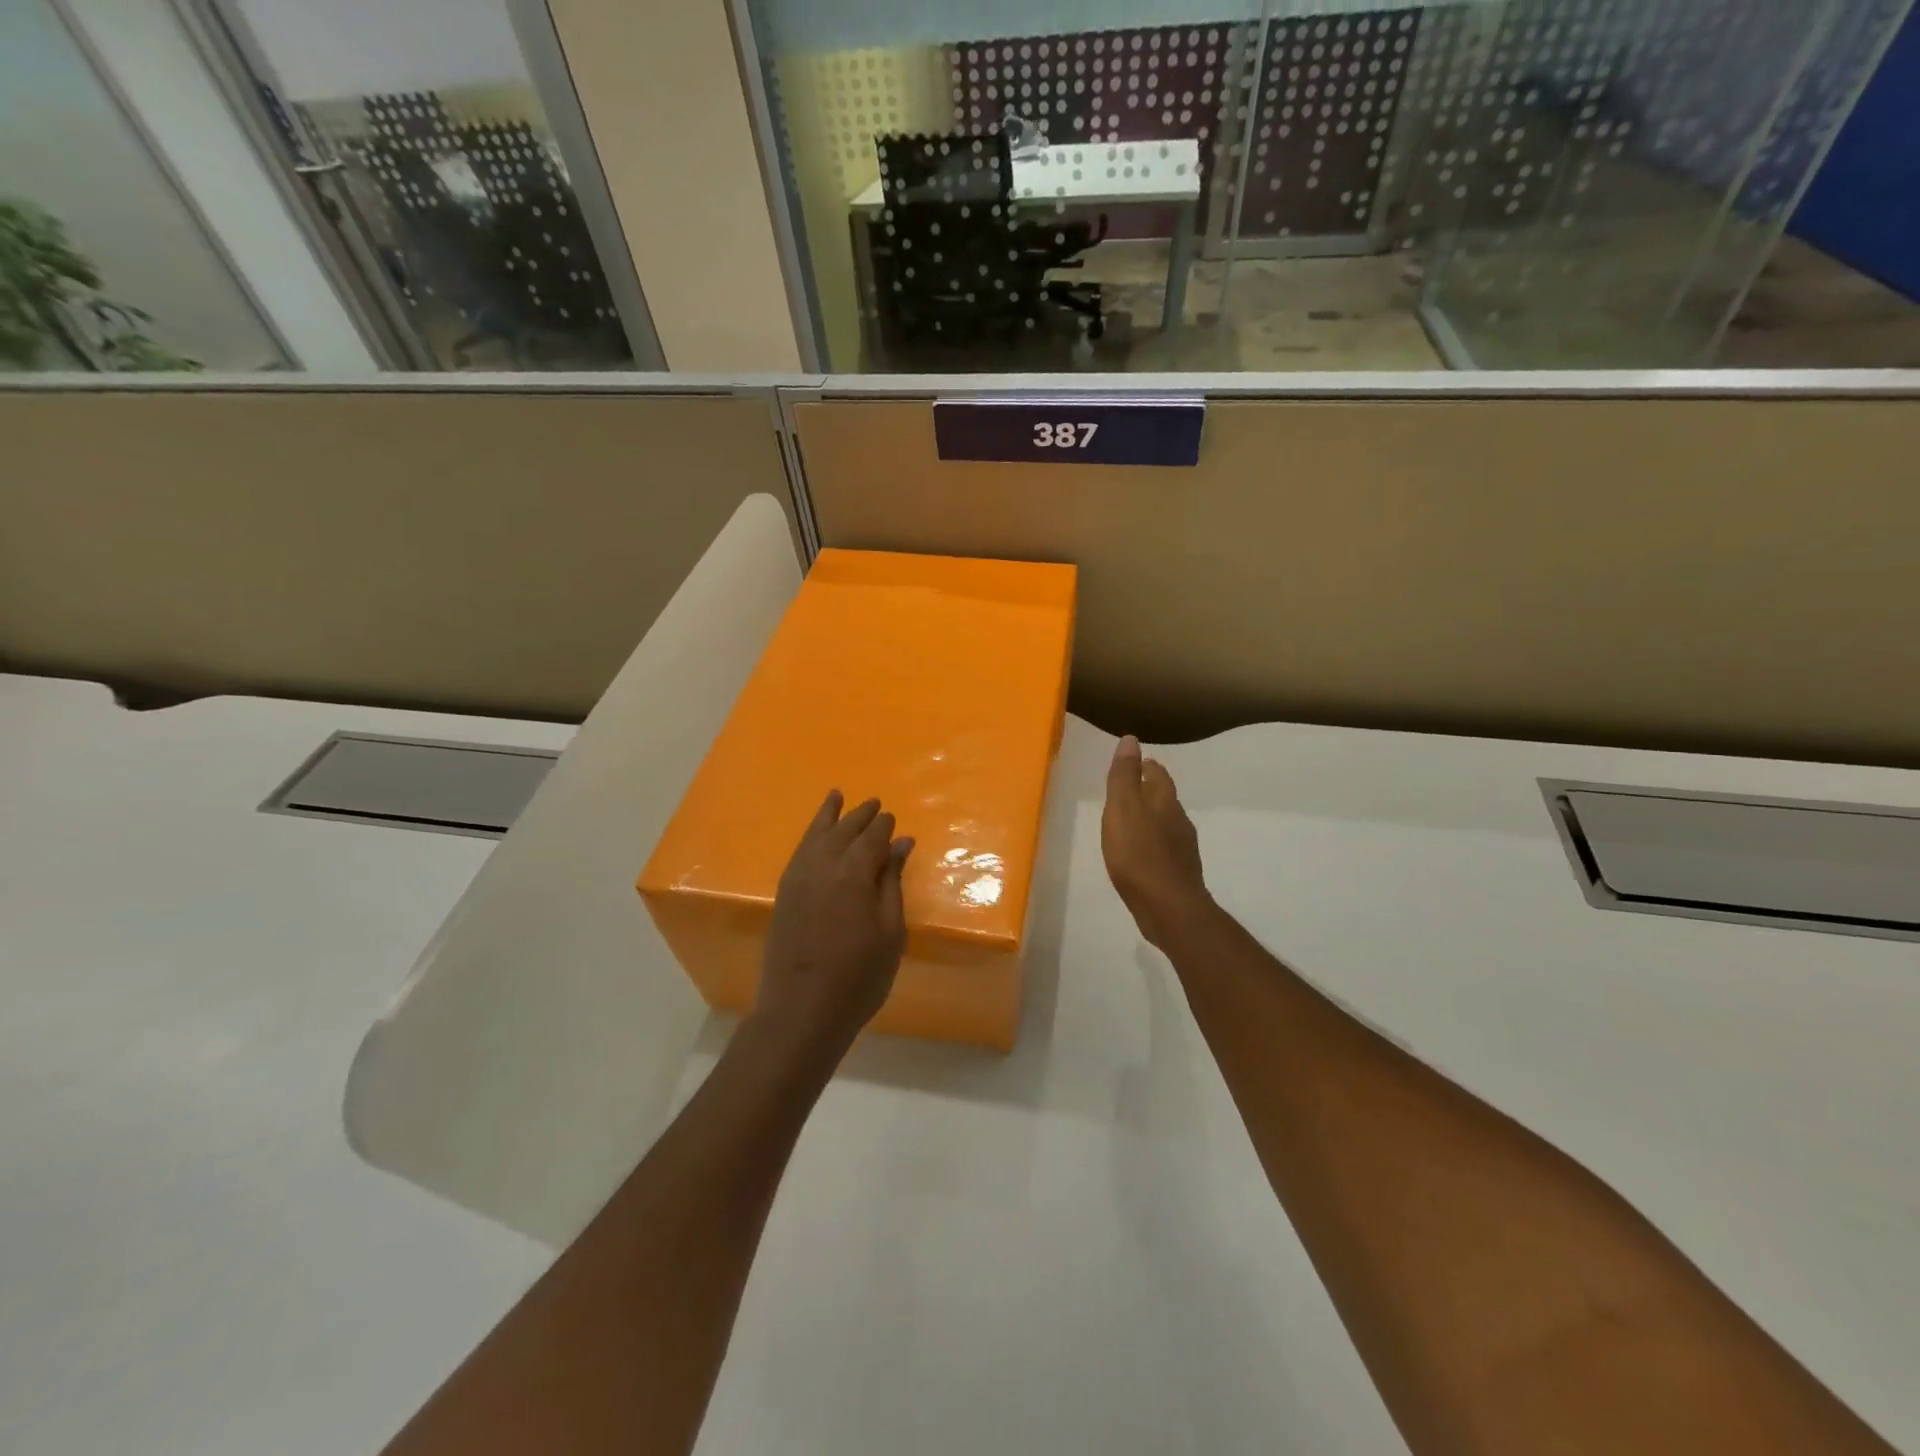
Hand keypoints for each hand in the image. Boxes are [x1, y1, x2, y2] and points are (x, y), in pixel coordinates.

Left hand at [753, 791, 913, 1060]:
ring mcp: (798, 878)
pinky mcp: (784, 893)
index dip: (883, 826)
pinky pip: (798, 851)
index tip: (892, 819)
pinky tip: (815, 835)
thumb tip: (900, 844)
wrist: (802, 1010)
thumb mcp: (890, 931)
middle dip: (859, 815)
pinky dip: (809, 836)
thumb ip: (892, 883)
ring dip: (828, 816)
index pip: (871, 838)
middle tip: (873, 803)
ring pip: (815, 835)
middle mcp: (822, 866)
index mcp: (853, 873)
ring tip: (837, 797)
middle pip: (843, 830)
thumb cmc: (859, 976)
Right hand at [1103, 735, 1211, 949]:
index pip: (1159, 774)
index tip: (1137, 762)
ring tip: (1132, 820)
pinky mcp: (1179, 872)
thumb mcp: (1122, 809)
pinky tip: (1142, 854)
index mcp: (1164, 801)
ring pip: (1167, 823)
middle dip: (1150, 790)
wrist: (1168, 907)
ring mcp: (1182, 848)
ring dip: (1152, 817)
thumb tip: (1130, 739)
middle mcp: (1178, 820)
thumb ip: (1124, 776)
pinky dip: (1153, 843)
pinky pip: (1165, 848)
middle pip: (1165, 797)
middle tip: (1130, 789)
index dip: (1147, 766)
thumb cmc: (1139, 854)